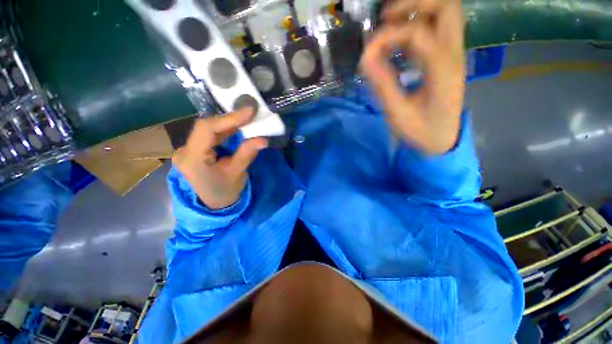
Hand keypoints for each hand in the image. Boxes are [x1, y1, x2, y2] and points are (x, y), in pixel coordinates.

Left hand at [172, 108, 267, 208]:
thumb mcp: (237, 174)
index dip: (229, 118)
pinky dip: (225, 131)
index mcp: (192, 160)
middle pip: (207, 127)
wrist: (212, 205)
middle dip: (231, 120)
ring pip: (208, 129)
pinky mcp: (194, 150)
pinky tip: (237, 129)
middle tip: (251, 114)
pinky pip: (210, 135)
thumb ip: (246, 154)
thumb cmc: (224, 193)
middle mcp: (184, 151)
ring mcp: (187, 149)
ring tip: (247, 120)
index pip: (207, 130)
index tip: (249, 111)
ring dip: (229, 124)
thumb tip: (263, 139)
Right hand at [360, 0, 464, 154]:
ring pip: (445, 12)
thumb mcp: (398, 114)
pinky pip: (437, 27)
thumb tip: (365, 59)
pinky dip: (417, 24)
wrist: (442, 141)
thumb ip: (383, 86)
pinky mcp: (446, 58)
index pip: (417, 33)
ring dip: (417, 10)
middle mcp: (454, 54)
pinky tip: (398, 40)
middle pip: (446, 5)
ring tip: (389, 24)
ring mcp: (453, 54)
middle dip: (414, 3)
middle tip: (385, 18)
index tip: (367, 56)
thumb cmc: (421, 132)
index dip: (387, 37)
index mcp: (443, 69)